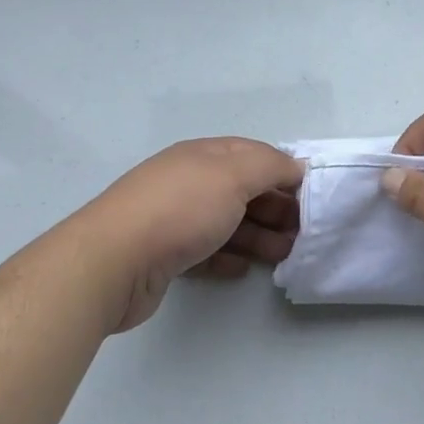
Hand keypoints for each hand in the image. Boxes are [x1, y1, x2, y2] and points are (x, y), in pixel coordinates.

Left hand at [77, 138, 302, 331]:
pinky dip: (228, 257)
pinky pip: (205, 252)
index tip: (310, 195)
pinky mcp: (163, 256)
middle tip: (302, 232)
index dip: (284, 171)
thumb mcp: (234, 176)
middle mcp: (188, 181)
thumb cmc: (181, 210)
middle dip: (275, 208)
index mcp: (204, 155)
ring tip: (283, 255)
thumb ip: (270, 166)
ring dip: (258, 236)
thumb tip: (295, 165)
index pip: (253, 154)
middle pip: (242, 190)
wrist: (113, 262)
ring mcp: (173, 219)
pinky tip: (243, 269)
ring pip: (226, 223)